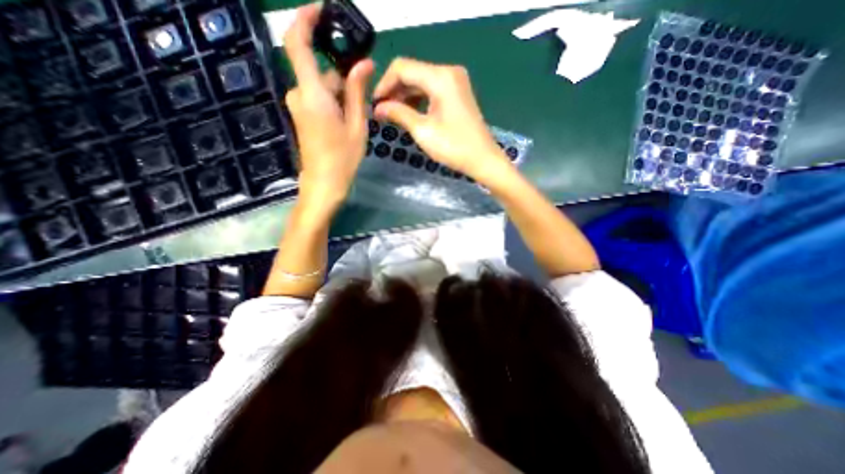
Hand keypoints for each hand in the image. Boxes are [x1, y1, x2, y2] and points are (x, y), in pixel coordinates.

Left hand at [283, 2, 372, 215]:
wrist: (324, 184)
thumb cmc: (343, 158)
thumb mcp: (356, 125)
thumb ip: (357, 92)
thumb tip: (364, 63)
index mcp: (312, 94)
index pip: (296, 43)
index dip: (305, 20)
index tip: (321, 10)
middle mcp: (299, 94)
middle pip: (321, 72)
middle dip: (343, 79)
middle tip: (363, 99)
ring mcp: (298, 106)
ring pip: (322, 87)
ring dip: (341, 95)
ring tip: (356, 119)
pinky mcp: (301, 116)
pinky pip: (318, 98)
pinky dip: (334, 102)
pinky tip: (346, 121)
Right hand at [370, 58, 514, 183]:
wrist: (483, 159)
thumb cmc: (453, 147)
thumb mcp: (422, 130)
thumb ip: (398, 113)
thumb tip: (378, 107)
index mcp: (440, 77)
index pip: (402, 68)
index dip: (384, 84)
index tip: (374, 104)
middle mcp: (448, 72)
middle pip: (412, 72)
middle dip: (394, 91)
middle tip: (381, 111)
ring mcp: (455, 82)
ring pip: (421, 81)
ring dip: (404, 95)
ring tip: (392, 114)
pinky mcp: (457, 93)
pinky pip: (432, 90)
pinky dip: (418, 99)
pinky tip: (408, 112)